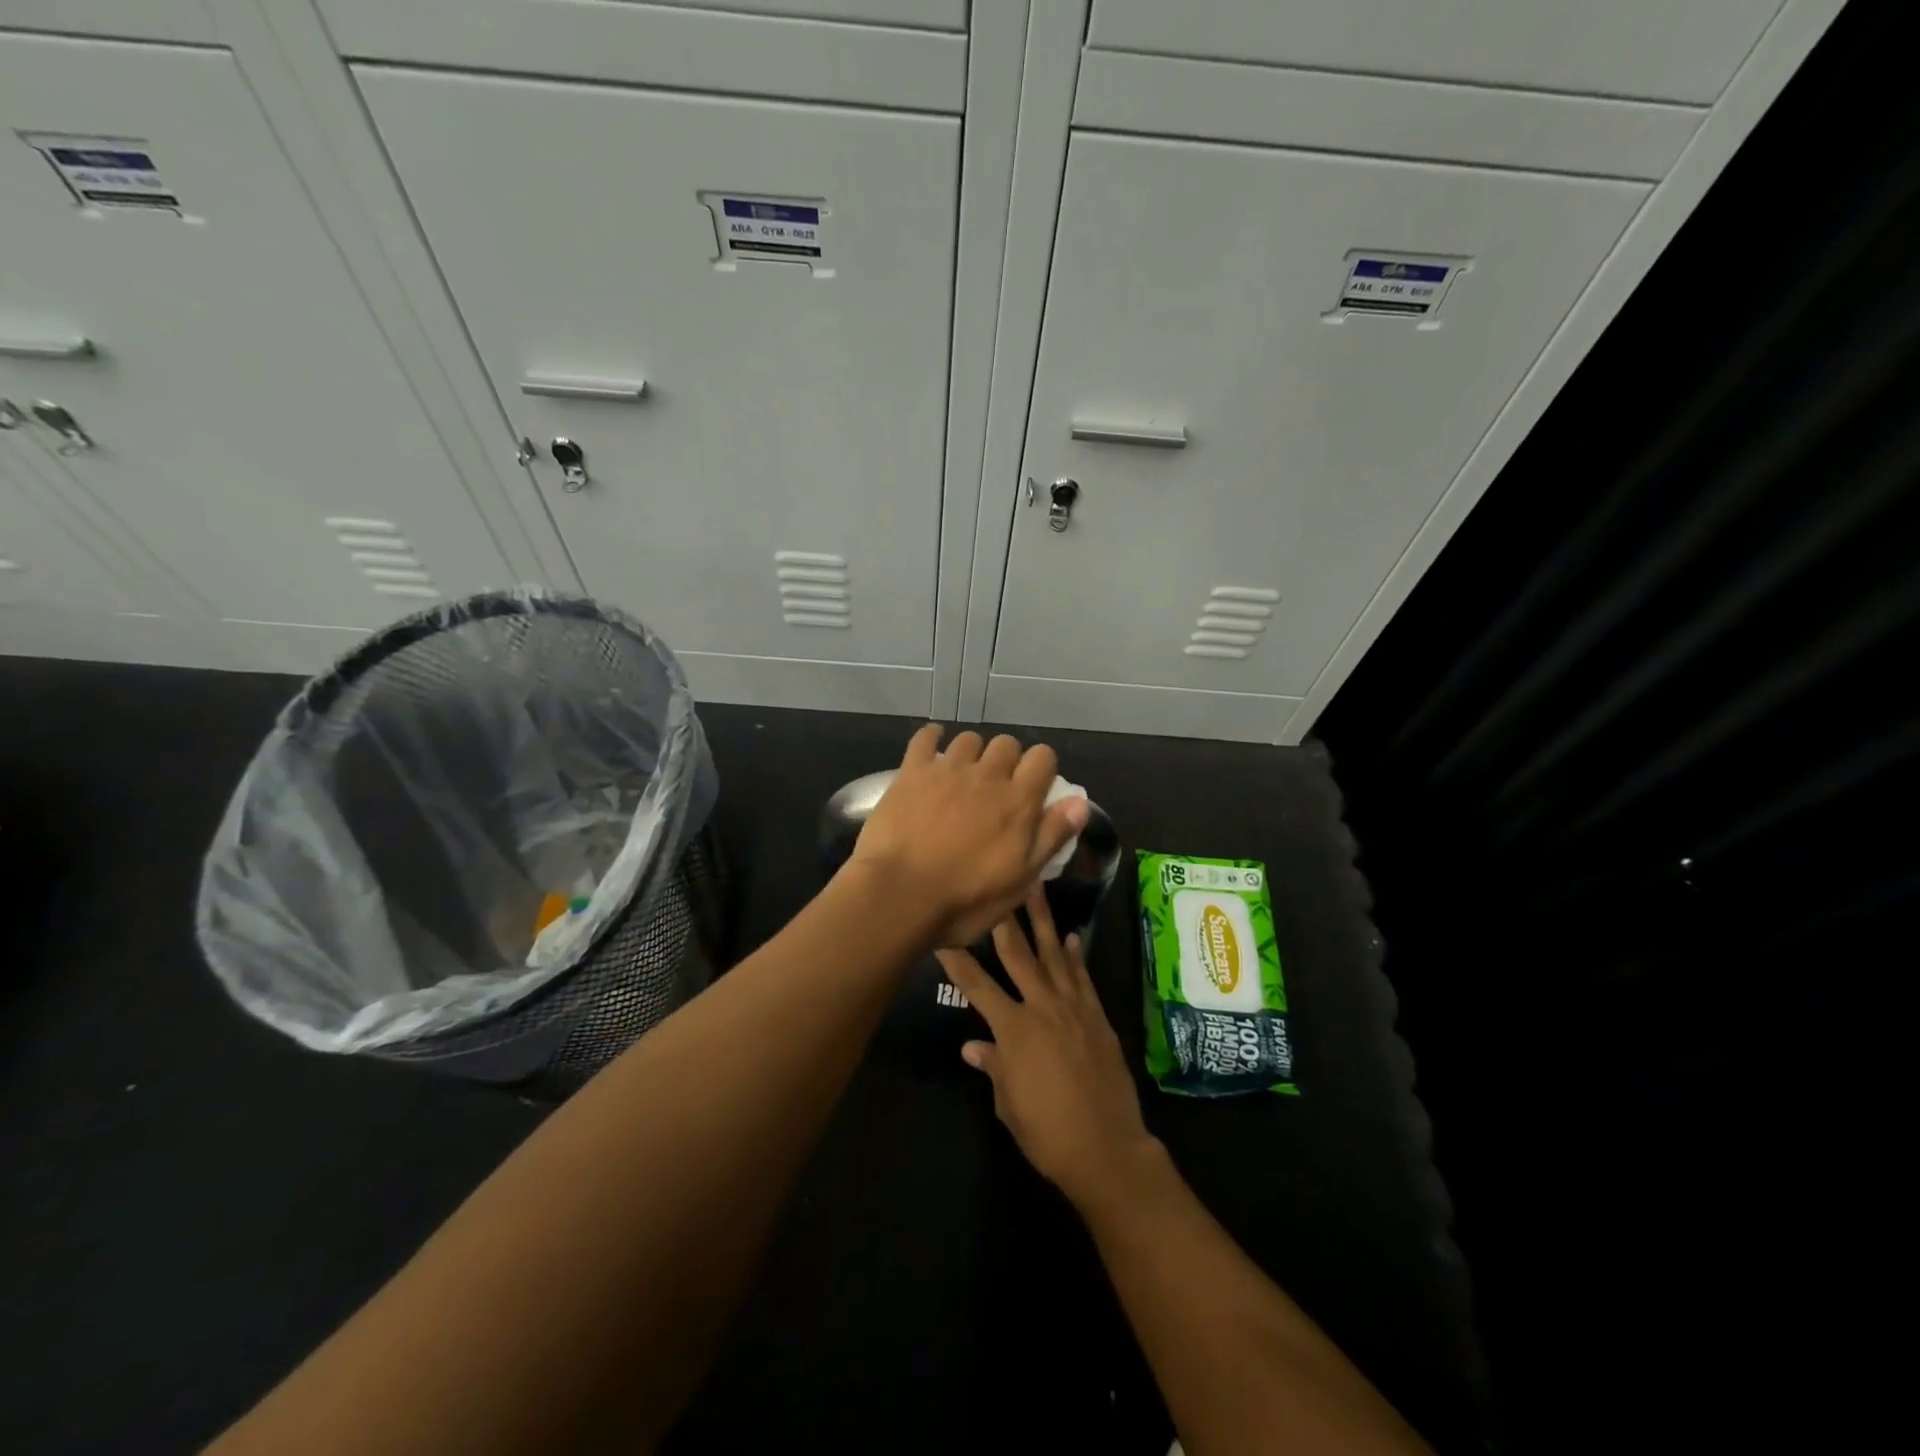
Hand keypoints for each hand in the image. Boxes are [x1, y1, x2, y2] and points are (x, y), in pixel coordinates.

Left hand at [847, 725, 1088, 948]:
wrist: (899, 895)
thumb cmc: (966, 899)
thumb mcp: (1021, 880)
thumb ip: (1051, 836)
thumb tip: (1080, 803)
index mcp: (1018, 800)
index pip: (1043, 757)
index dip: (1042, 768)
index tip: (1035, 788)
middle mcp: (987, 775)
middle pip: (1007, 743)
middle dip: (1008, 760)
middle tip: (997, 789)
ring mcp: (947, 770)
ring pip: (969, 740)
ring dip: (973, 753)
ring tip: (964, 776)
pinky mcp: (912, 772)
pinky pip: (925, 738)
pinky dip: (932, 738)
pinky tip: (932, 747)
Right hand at [936, 888, 1161, 1209]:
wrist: (1106, 1148)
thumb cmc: (1047, 1132)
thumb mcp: (1008, 1103)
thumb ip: (993, 1067)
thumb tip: (973, 1046)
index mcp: (1012, 1029)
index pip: (976, 984)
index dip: (957, 959)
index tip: (943, 933)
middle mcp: (1041, 1007)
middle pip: (1018, 955)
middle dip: (1005, 919)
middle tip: (999, 886)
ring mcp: (1073, 1009)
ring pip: (1055, 955)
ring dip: (1045, 921)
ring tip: (1038, 890)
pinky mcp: (1097, 1017)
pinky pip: (1083, 978)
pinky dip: (1077, 956)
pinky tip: (1073, 937)